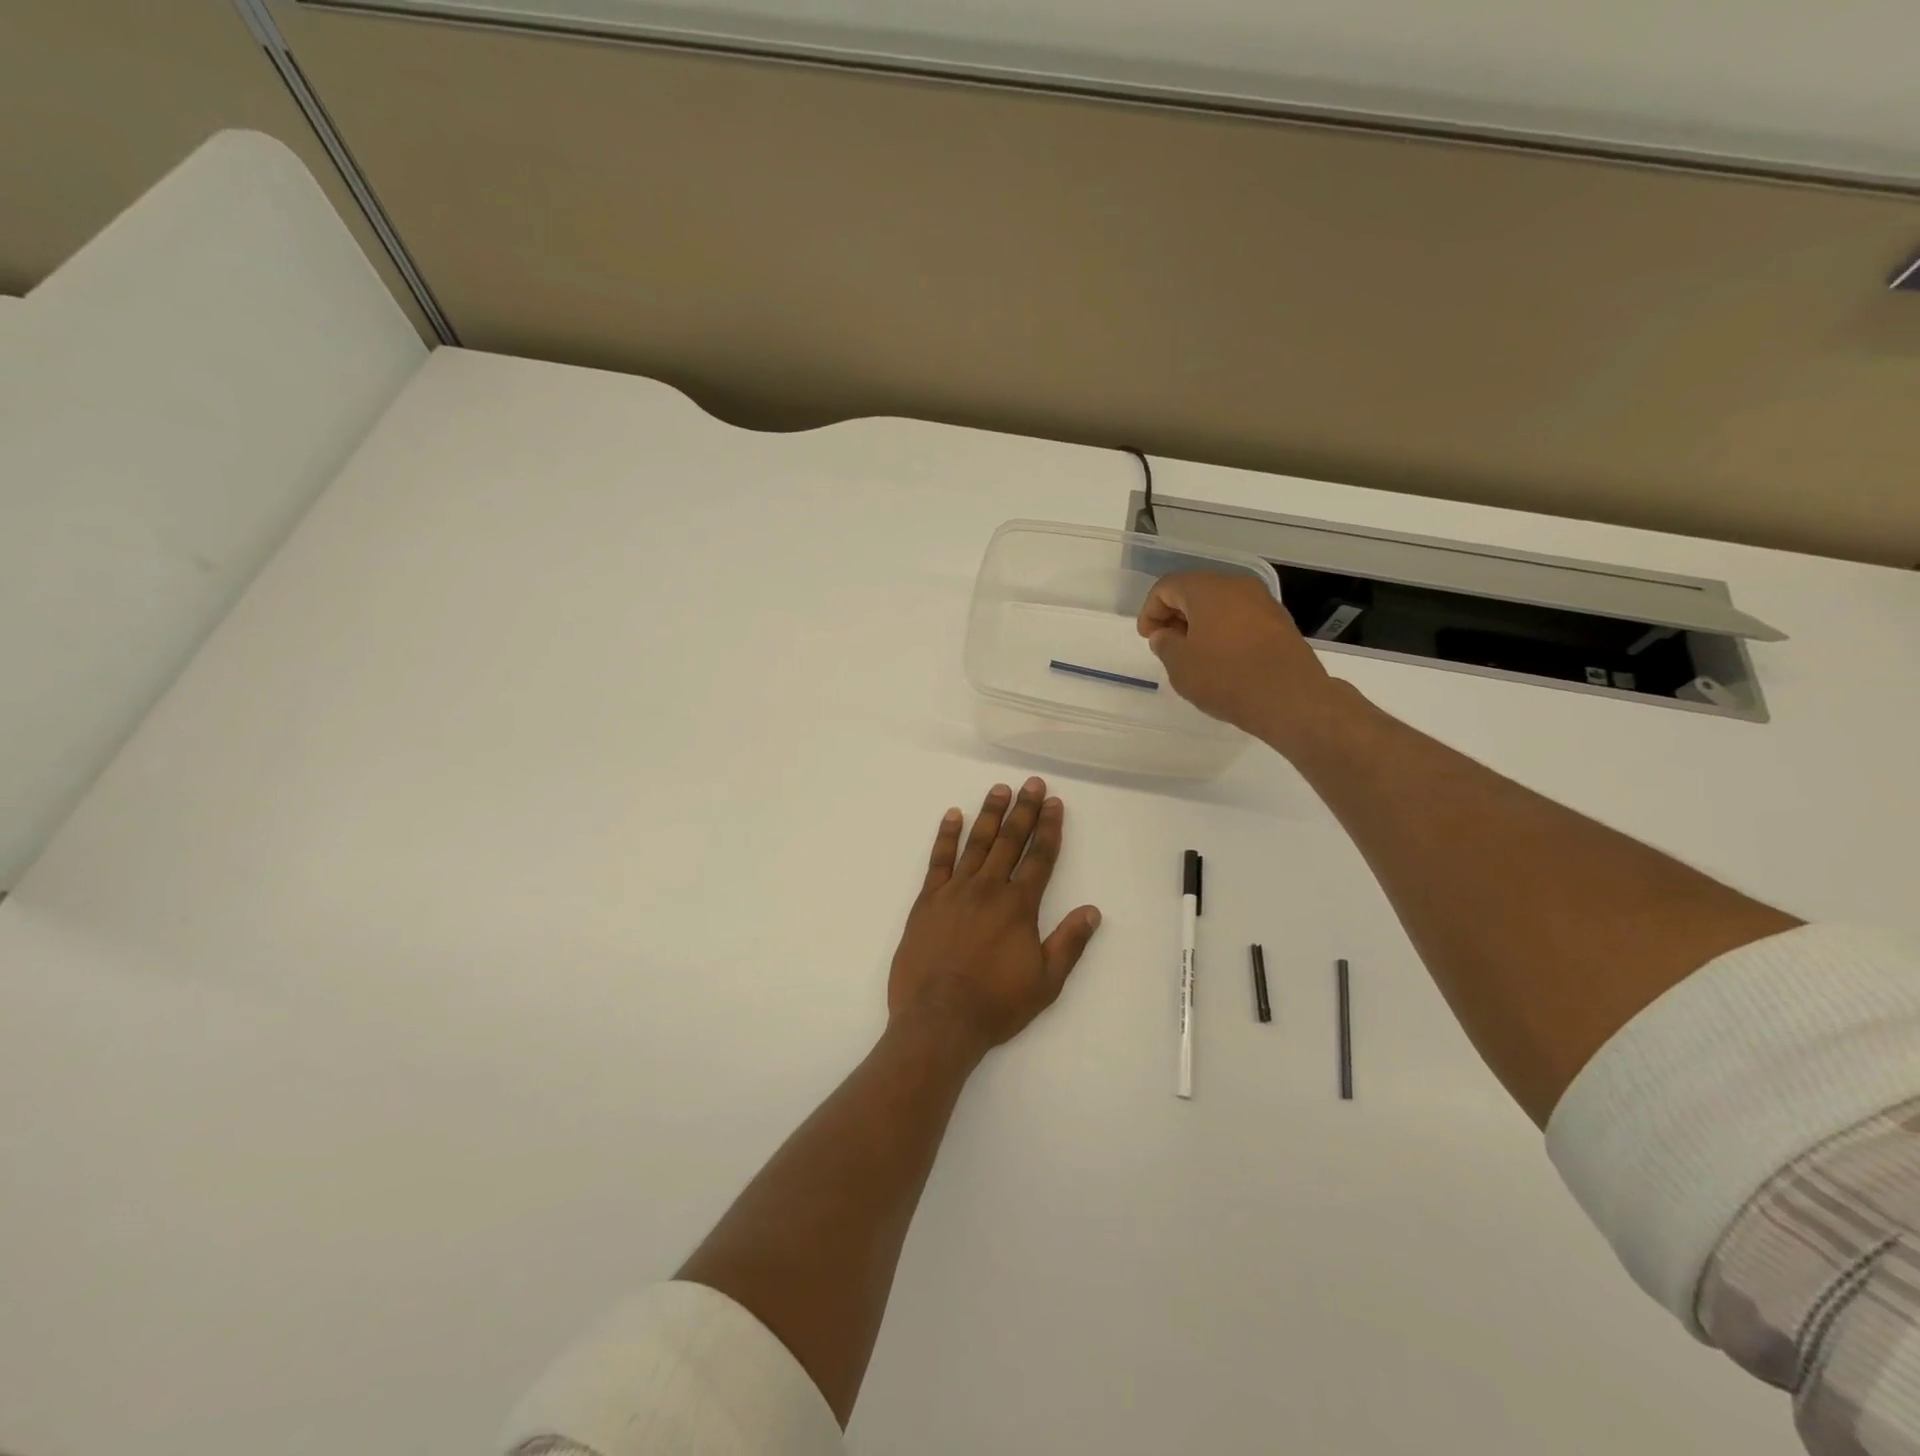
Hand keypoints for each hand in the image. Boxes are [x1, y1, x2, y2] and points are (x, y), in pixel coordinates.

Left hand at [888, 778, 1101, 1056]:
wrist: (939, 1020)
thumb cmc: (996, 1004)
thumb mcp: (1046, 982)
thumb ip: (1069, 943)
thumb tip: (1092, 910)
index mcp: (1019, 906)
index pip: (1039, 857)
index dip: (1049, 828)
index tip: (1054, 803)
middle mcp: (988, 889)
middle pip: (1009, 841)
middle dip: (1024, 810)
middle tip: (1032, 783)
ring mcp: (955, 891)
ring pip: (976, 843)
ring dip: (989, 814)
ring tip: (999, 790)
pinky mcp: (927, 900)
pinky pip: (938, 860)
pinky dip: (946, 836)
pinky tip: (952, 815)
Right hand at [1137, 572, 1336, 738]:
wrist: (1290, 699)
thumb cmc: (1226, 677)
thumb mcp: (1180, 665)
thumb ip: (1165, 644)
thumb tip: (1165, 635)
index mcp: (1208, 589)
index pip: (1166, 587)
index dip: (1150, 611)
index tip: (1148, 638)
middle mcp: (1237, 586)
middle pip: (1195, 591)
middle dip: (1174, 615)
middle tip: (1166, 644)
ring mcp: (1263, 603)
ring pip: (1220, 604)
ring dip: (1200, 624)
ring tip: (1192, 655)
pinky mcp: (1279, 623)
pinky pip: (1240, 618)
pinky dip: (1223, 631)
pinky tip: (1220, 659)